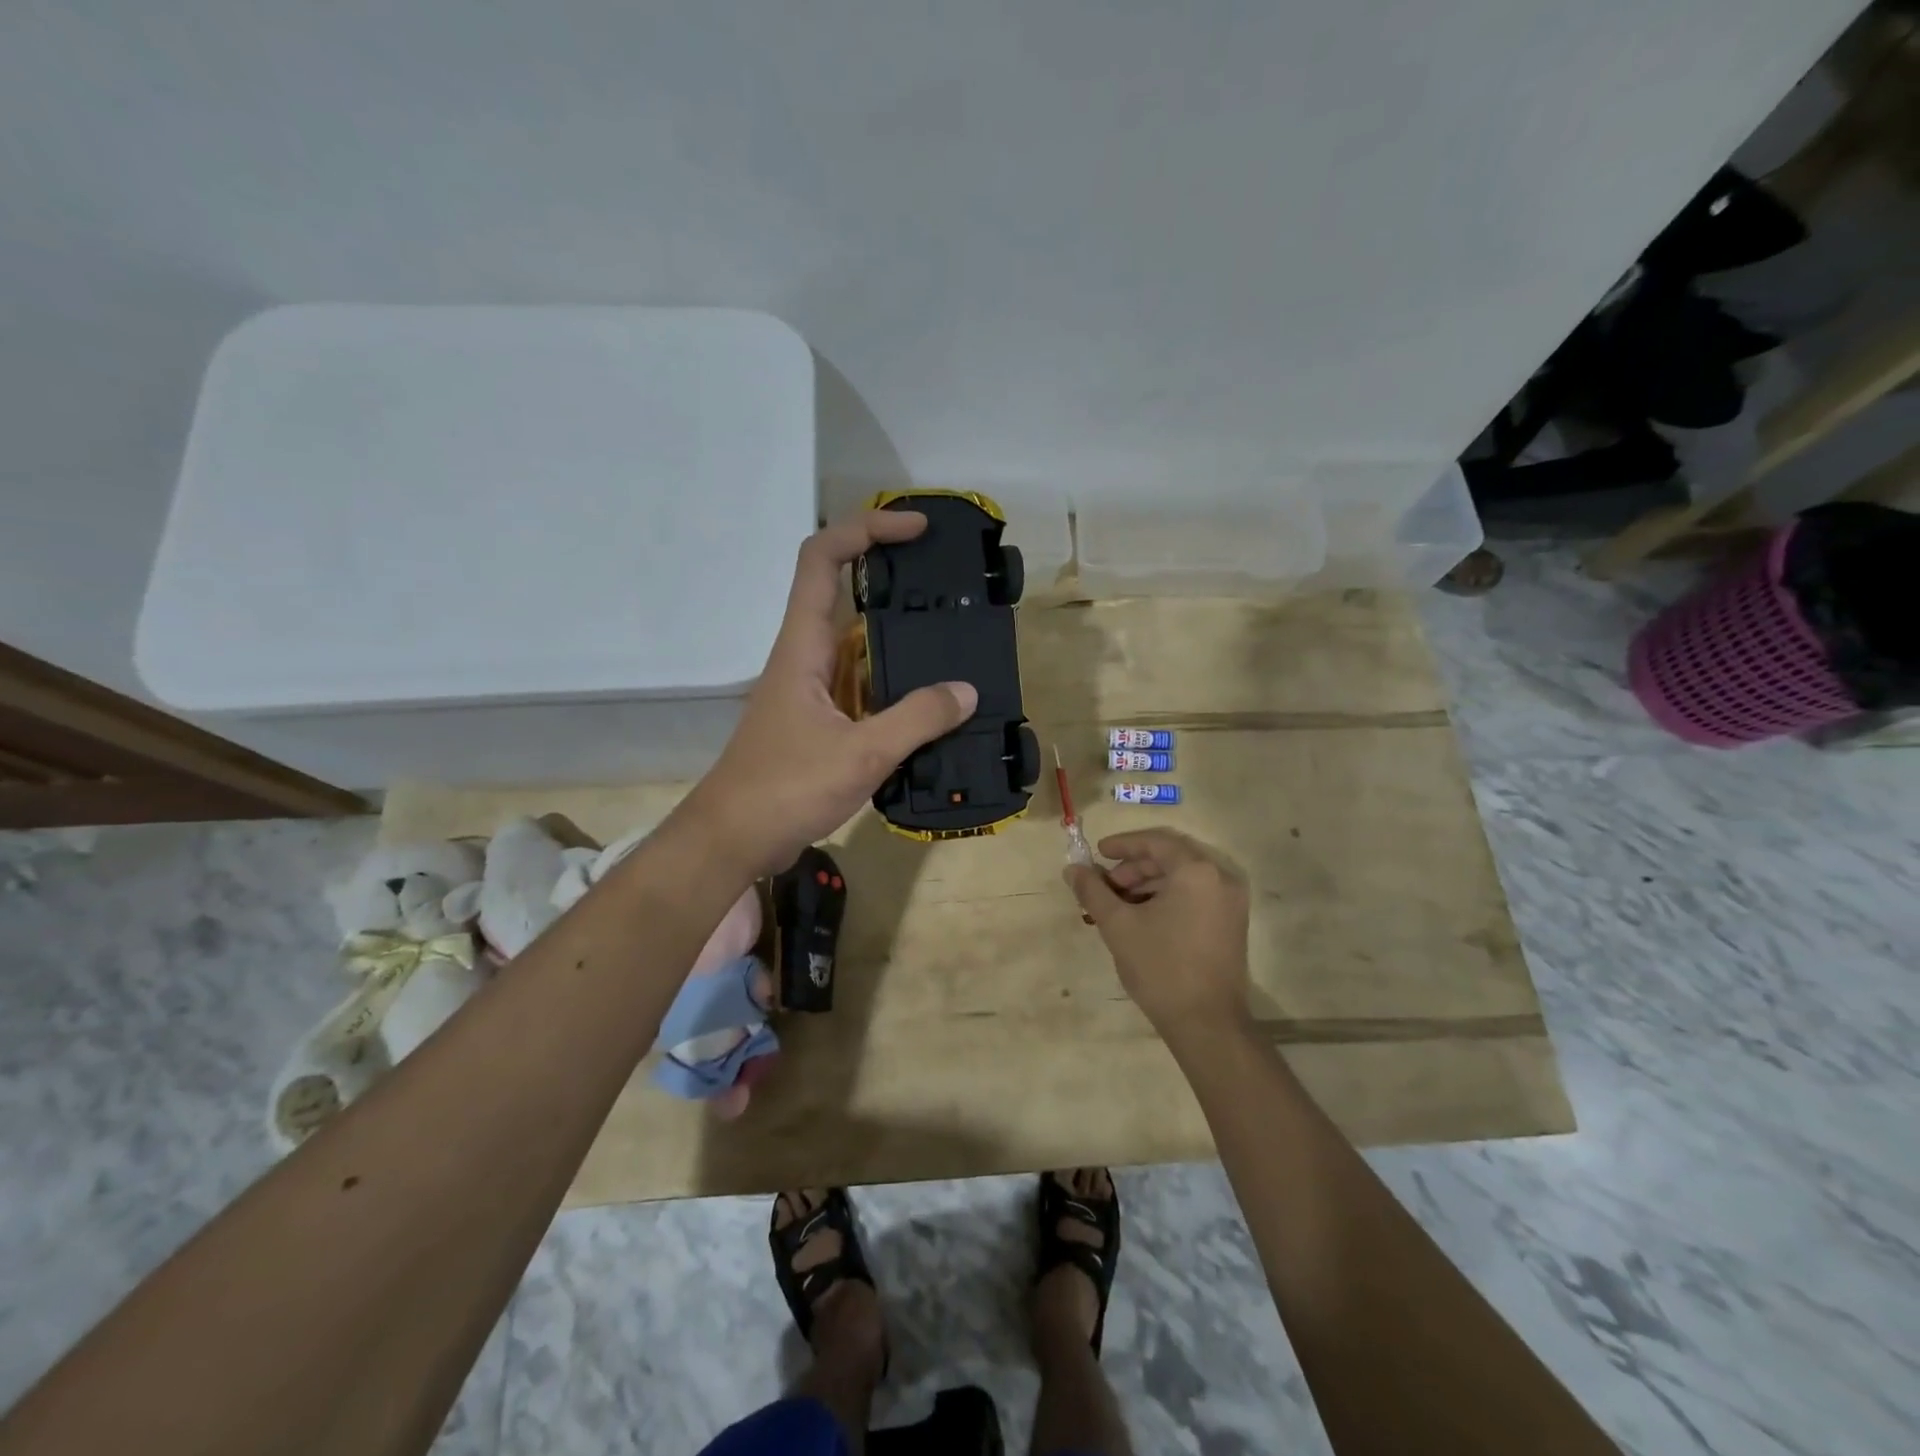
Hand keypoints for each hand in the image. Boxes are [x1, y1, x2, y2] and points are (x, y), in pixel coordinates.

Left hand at [681, 509, 977, 877]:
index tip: (915, 530)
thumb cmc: (785, 788)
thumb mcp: (860, 753)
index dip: (866, 530)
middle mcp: (805, 659)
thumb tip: (966, 692)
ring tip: (952, 643)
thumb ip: (916, 720)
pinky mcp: (817, 723)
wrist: (733, 840)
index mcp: (803, 648)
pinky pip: (861, 688)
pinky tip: (929, 704)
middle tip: (948, 588)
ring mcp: (810, 692)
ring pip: (857, 648)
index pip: (823, 560)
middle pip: (844, 596)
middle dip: (893, 582)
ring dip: (898, 640)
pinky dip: (894, 686)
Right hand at [1064, 828, 1251, 1034]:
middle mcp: (1221, 878)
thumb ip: (1093, 891)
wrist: (1206, 1024)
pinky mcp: (1232, 923)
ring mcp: (1231, 902)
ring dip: (1148, 884)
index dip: (1123, 844)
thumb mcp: (1118, 925)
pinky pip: (1196, 895)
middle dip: (1134, 867)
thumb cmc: (1161, 967)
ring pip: (1183, 878)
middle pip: (1171, 858)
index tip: (1098, 853)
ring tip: (1118, 905)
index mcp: (1196, 871)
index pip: (1156, 842)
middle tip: (1105, 885)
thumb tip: (1072, 870)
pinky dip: (1167, 898)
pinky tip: (1142, 918)